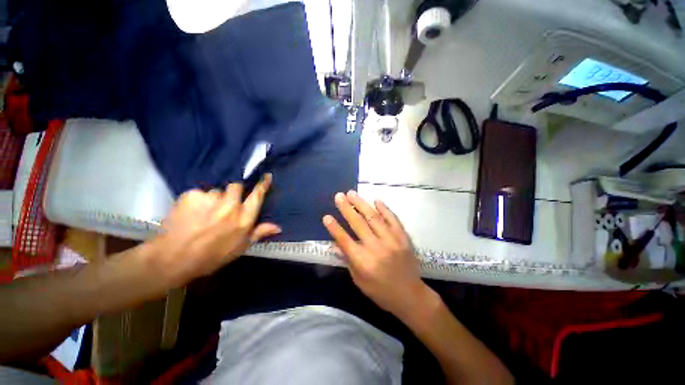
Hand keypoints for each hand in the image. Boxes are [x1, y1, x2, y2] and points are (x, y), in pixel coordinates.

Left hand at [148, 174, 280, 287]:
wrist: (173, 258)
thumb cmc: (211, 256)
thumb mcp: (240, 248)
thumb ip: (259, 233)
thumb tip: (278, 227)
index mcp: (244, 219)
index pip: (257, 196)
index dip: (262, 185)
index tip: (266, 176)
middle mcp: (231, 206)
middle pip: (236, 187)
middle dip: (232, 192)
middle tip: (224, 204)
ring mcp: (211, 199)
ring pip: (216, 191)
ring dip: (213, 199)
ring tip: (203, 213)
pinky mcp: (192, 195)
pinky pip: (199, 193)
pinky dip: (196, 201)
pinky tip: (190, 213)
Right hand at [323, 190, 431, 318]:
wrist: (410, 296)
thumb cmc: (381, 292)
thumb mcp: (359, 280)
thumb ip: (348, 260)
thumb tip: (337, 243)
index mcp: (363, 261)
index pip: (344, 240)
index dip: (334, 228)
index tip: (326, 216)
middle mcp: (376, 247)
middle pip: (358, 223)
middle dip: (346, 208)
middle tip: (339, 196)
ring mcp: (391, 240)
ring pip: (373, 217)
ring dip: (361, 204)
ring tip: (352, 193)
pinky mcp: (403, 237)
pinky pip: (392, 219)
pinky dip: (384, 208)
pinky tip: (376, 200)